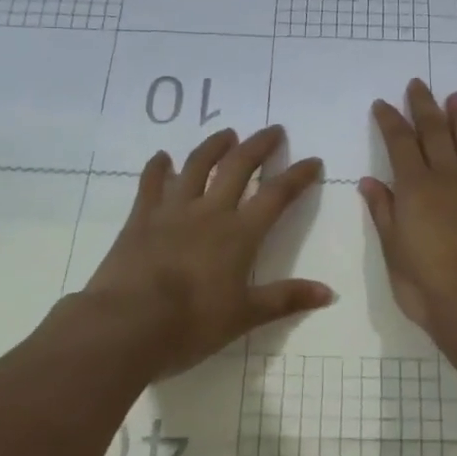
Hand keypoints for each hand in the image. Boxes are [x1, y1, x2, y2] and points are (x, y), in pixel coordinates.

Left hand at [83, 125, 332, 376]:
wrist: (127, 324)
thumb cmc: (192, 323)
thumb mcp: (245, 316)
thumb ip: (286, 299)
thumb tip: (329, 293)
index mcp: (240, 234)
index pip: (276, 195)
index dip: (297, 176)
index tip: (312, 160)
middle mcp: (209, 212)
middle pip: (238, 167)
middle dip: (259, 146)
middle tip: (273, 130)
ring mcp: (172, 210)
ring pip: (196, 166)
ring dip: (214, 146)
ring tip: (226, 134)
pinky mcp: (141, 218)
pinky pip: (151, 183)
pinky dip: (158, 167)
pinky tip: (162, 157)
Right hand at [360, 80, 456, 336]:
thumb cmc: (427, 286)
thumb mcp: (393, 252)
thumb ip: (384, 213)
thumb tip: (371, 181)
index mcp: (416, 188)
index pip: (400, 142)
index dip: (391, 120)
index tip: (383, 103)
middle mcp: (449, 177)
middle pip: (435, 132)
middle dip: (424, 106)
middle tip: (418, 84)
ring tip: (455, 98)